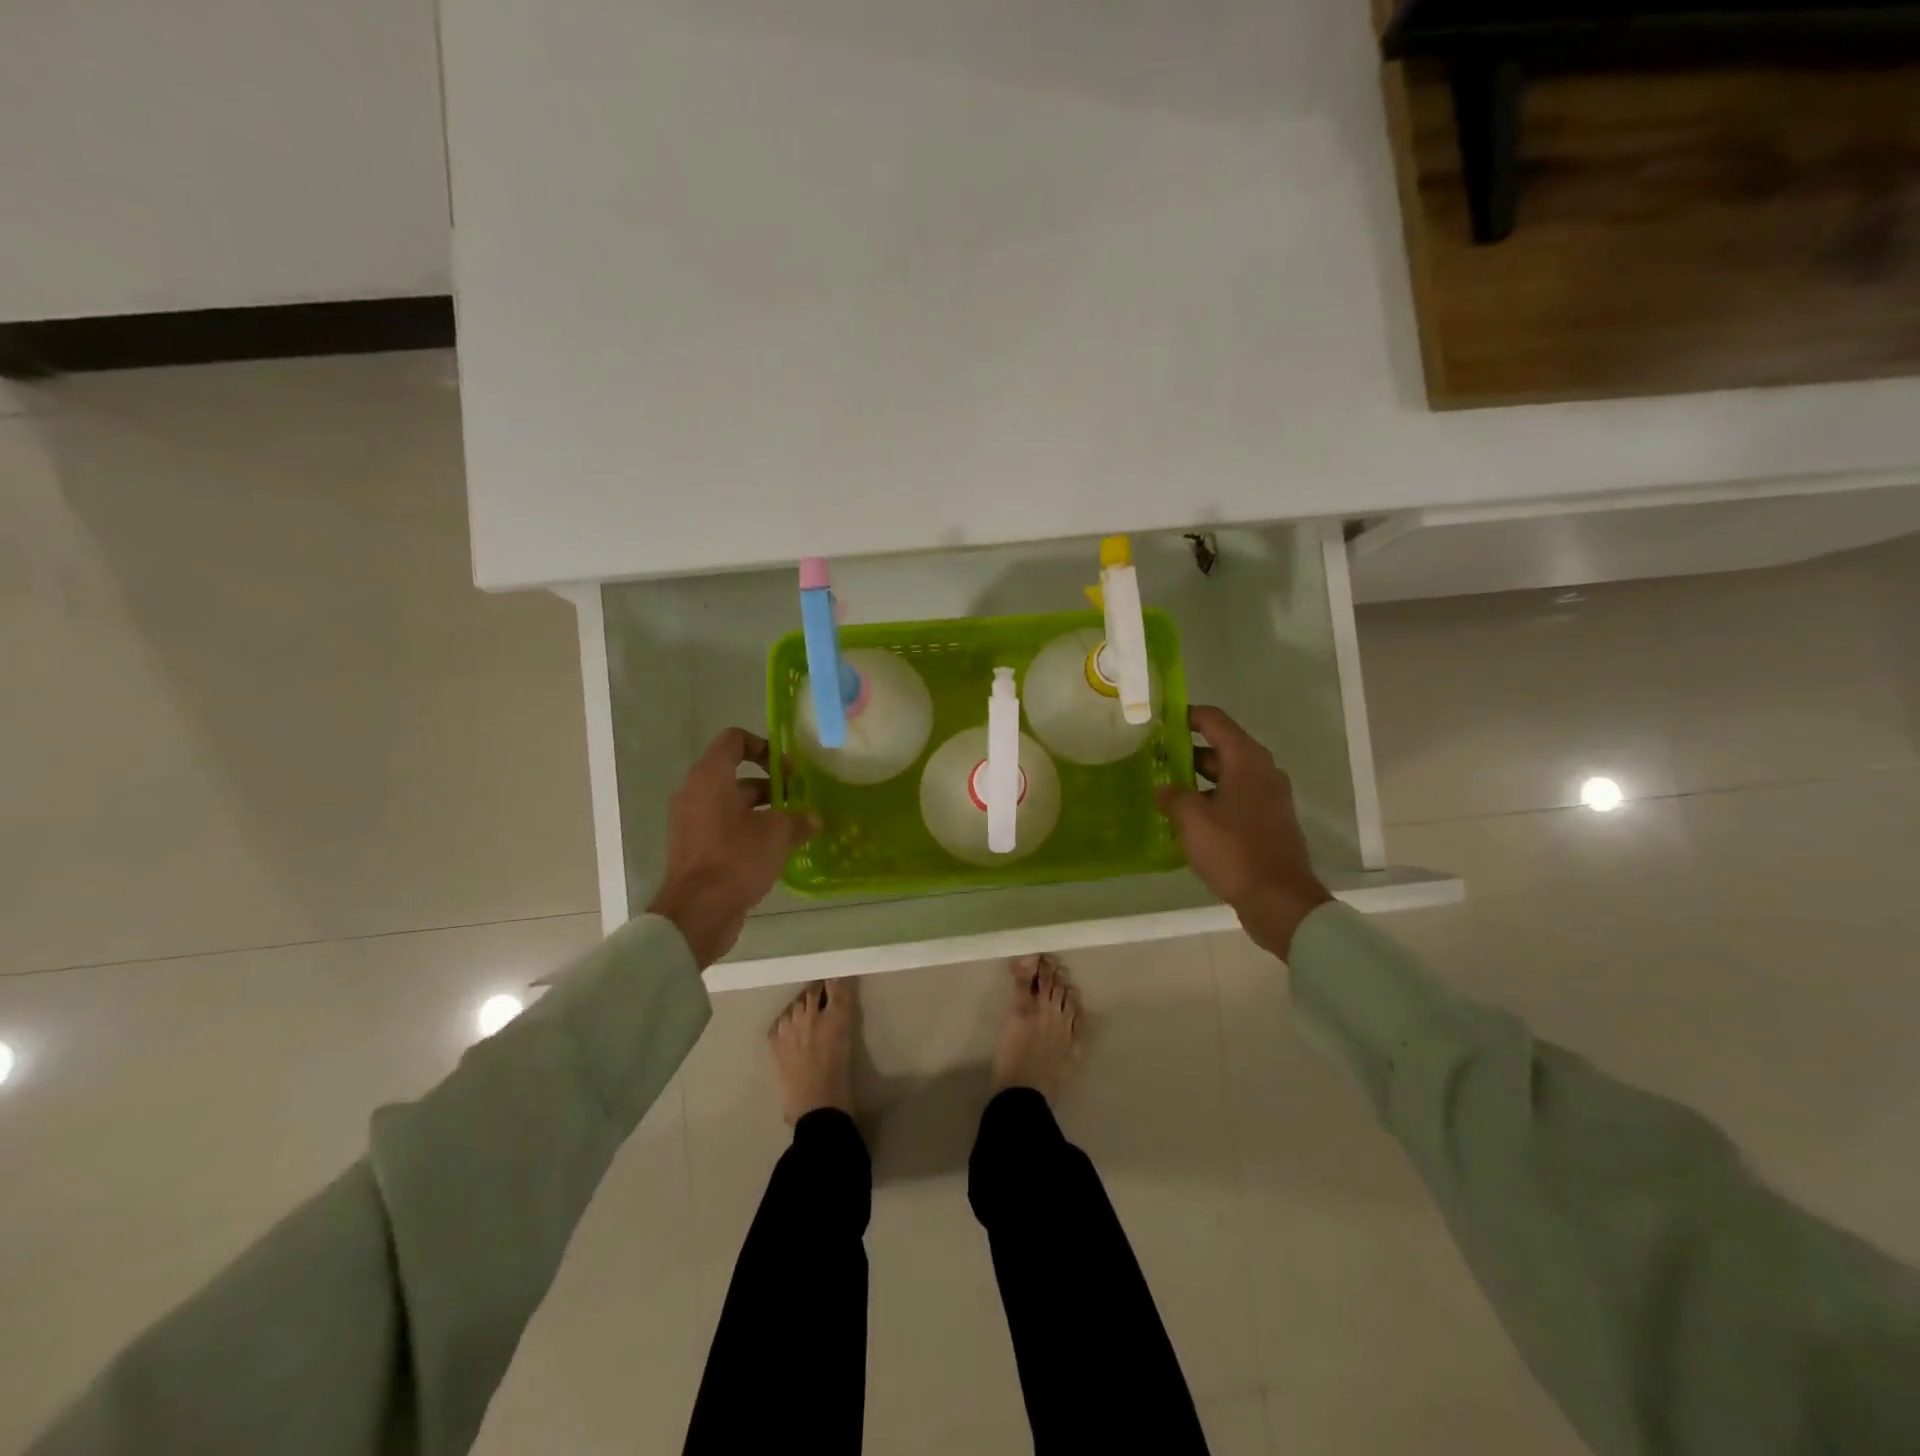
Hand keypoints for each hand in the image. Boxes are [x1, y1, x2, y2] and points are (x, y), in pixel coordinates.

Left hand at [647, 728, 818, 968]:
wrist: (698, 913)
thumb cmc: (737, 859)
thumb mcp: (778, 834)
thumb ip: (798, 819)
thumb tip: (814, 818)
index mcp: (710, 777)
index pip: (734, 740)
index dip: (763, 745)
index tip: (786, 768)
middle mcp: (694, 793)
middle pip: (733, 773)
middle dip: (768, 783)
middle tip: (796, 798)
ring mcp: (690, 822)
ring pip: (729, 802)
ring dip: (760, 809)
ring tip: (791, 826)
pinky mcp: (692, 848)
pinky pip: (722, 826)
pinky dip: (745, 829)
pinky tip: (773, 849)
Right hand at [1154, 705, 1332, 959]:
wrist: (1278, 900)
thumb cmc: (1234, 850)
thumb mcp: (1192, 819)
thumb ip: (1172, 795)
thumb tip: (1163, 788)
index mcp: (1247, 761)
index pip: (1214, 721)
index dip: (1186, 715)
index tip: (1159, 719)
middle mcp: (1262, 772)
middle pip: (1221, 748)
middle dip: (1187, 751)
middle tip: (1154, 757)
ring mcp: (1269, 798)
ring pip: (1227, 776)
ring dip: (1197, 779)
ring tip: (1164, 788)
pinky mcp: (1268, 823)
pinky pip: (1235, 799)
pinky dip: (1212, 800)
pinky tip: (1187, 818)